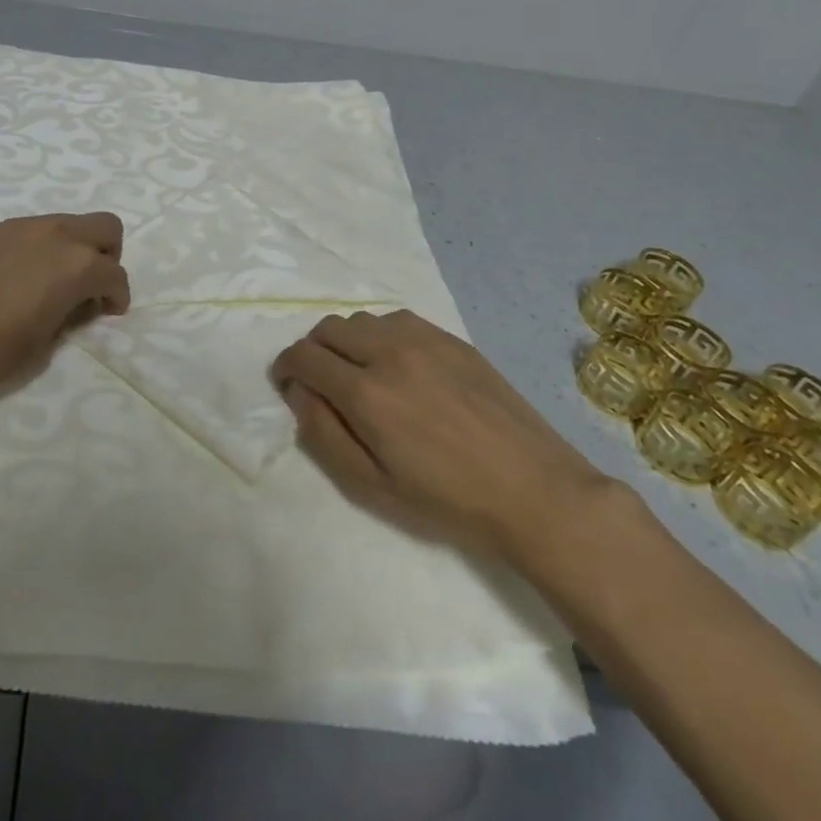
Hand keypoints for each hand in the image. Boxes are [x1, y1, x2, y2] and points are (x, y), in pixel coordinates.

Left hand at [0, 212, 129, 392]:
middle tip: (90, 286)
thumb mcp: (43, 343)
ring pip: (68, 224)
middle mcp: (57, 235)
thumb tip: (72, 304)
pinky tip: (19, 277)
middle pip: (105, 227)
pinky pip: (34, 230)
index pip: (115, 274)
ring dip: (73, 248)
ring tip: (51, 282)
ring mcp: (23, 227)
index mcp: (77, 266)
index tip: (108, 312)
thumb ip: (68, 315)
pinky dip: (42, 248)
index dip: (117, 296)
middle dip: (107, 255)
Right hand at [274, 309, 613, 559]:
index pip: (304, 356)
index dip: (285, 368)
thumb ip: (324, 435)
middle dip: (312, 351)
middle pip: (328, 328)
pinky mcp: (452, 339)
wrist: (534, 491)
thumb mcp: (373, 487)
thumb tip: (299, 393)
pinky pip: (398, 320)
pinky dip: (381, 335)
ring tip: (361, 374)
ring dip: (347, 341)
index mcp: (367, 392)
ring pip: (363, 319)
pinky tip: (398, 365)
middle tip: (320, 382)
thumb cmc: (448, 501)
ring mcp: (424, 340)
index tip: (287, 384)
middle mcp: (390, 352)